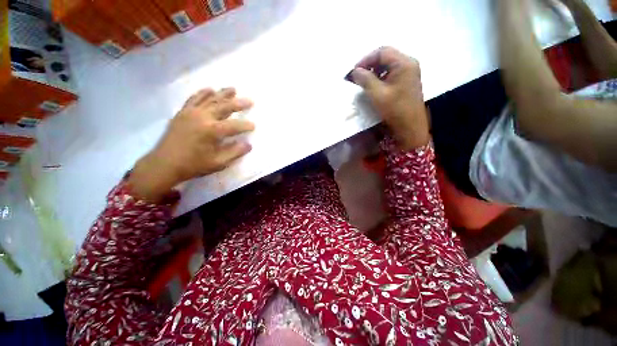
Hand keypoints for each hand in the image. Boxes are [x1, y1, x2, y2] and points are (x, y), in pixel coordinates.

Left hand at [128, 88, 254, 201]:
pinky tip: (209, 89)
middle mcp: (202, 117)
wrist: (164, 164)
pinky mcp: (182, 112)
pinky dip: (203, 93)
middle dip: (238, 104)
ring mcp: (191, 113)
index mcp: (212, 131)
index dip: (245, 126)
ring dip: (223, 94)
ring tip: (233, 89)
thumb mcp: (218, 163)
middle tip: (250, 101)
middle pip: (224, 107)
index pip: (234, 126)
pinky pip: (194, 99)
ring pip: (210, 99)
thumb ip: (235, 152)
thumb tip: (248, 145)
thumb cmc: (193, 165)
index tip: (254, 126)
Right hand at [351, 47, 429, 149]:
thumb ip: (365, 80)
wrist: (410, 127)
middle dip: (369, 65)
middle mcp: (408, 64)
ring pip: (388, 65)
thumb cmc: (395, 110)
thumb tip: (354, 71)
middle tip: (357, 76)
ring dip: (374, 71)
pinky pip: (391, 73)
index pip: (382, 52)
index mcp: (404, 63)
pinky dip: (380, 77)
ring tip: (363, 82)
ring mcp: (409, 72)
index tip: (354, 71)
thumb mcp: (377, 94)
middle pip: (386, 56)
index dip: (365, 59)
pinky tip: (374, 86)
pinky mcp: (407, 81)